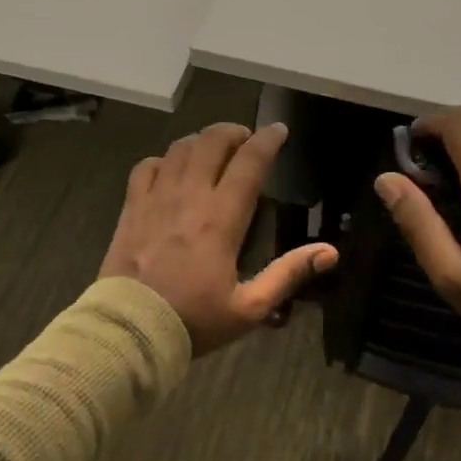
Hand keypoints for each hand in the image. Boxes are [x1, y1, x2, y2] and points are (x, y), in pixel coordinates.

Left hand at [100, 122, 337, 354]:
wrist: (129, 331)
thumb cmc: (193, 320)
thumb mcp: (249, 308)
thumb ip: (288, 275)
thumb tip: (330, 252)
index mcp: (220, 219)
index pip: (248, 163)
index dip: (266, 141)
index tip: (279, 130)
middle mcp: (189, 198)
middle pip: (211, 143)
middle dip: (232, 132)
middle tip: (245, 140)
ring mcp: (155, 199)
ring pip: (180, 149)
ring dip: (201, 141)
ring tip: (213, 148)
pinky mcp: (131, 208)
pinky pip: (146, 167)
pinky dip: (164, 160)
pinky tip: (172, 169)